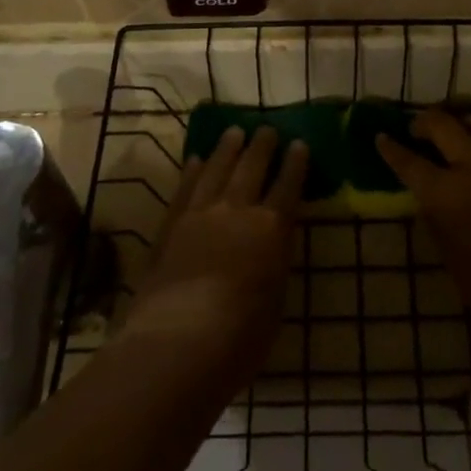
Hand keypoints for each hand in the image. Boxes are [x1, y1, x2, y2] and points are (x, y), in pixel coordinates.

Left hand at [121, 127, 306, 397]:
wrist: (178, 342)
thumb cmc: (239, 339)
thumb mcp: (274, 303)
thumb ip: (273, 267)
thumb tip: (271, 249)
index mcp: (271, 230)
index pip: (288, 187)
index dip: (295, 164)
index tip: (299, 143)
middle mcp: (238, 211)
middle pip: (252, 168)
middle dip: (262, 146)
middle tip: (266, 128)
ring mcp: (201, 213)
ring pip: (217, 169)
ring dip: (227, 148)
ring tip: (234, 131)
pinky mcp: (171, 225)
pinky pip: (185, 188)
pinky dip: (192, 171)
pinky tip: (195, 159)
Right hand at [377, 110, 470, 351]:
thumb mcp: (458, 269)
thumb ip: (440, 230)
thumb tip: (431, 205)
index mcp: (446, 195)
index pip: (409, 163)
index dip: (392, 149)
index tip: (382, 137)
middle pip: (441, 125)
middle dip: (424, 122)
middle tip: (419, 129)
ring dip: (464, 121)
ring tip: (461, 130)